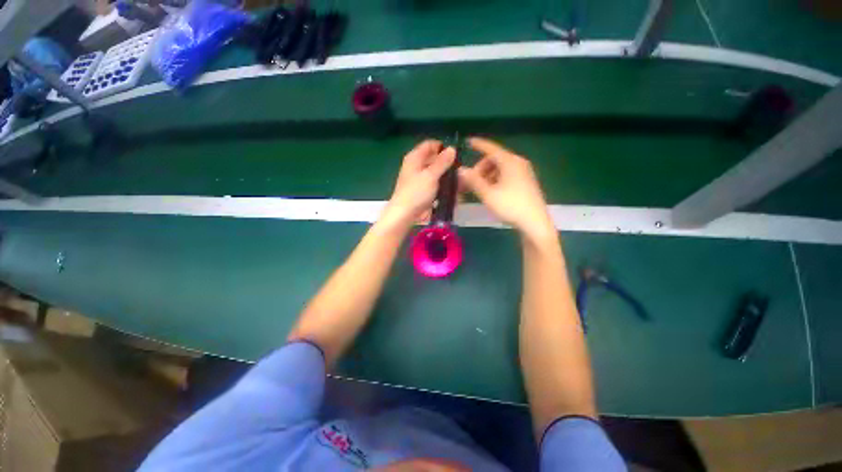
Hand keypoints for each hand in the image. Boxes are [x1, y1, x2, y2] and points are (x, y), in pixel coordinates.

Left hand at [380, 140, 455, 230]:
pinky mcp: (423, 190)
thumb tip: (452, 148)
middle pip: (434, 159)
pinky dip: (443, 186)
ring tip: (460, 181)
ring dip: (447, 176)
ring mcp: (420, 179)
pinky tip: (452, 191)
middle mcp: (416, 166)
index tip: (456, 154)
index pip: (430, 144)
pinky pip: (436, 184)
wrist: (405, 214)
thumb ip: (442, 162)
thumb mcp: (431, 175)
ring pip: (436, 173)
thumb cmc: (416, 192)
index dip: (442, 147)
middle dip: (447, 164)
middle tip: (461, 170)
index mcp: (414, 158)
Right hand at [458, 137, 554, 242]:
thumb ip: (473, 180)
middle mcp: (518, 163)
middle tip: (469, 181)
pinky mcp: (526, 182)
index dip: (479, 145)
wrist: (535, 222)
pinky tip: (490, 191)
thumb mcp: (488, 194)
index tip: (468, 141)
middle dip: (480, 168)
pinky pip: (507, 175)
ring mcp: (524, 173)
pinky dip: (495, 179)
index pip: (491, 148)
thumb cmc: (510, 206)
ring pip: (500, 168)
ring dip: (486, 175)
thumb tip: (461, 169)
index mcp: (510, 162)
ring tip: (478, 189)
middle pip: (495, 159)